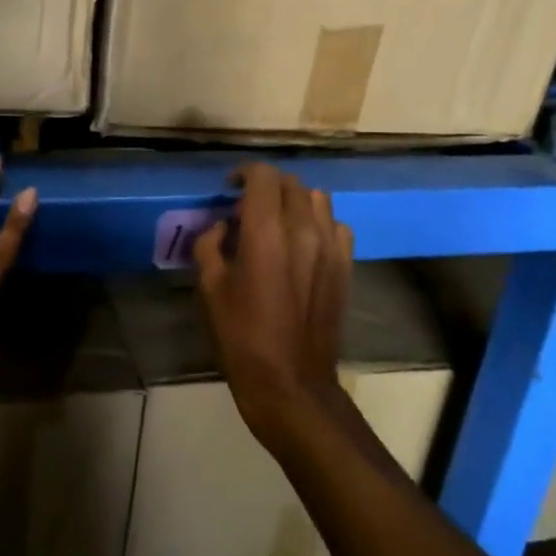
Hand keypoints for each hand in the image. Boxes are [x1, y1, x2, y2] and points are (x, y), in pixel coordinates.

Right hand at [193, 164, 352, 443]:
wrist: (291, 382)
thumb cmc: (242, 336)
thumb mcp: (210, 288)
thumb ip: (211, 244)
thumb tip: (222, 226)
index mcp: (266, 232)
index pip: (263, 176)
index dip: (244, 173)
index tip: (229, 188)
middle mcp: (304, 229)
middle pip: (290, 183)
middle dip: (266, 187)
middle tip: (246, 208)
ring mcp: (330, 247)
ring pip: (317, 199)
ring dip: (293, 201)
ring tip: (276, 222)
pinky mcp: (345, 265)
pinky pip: (335, 225)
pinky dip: (317, 222)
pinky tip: (302, 243)